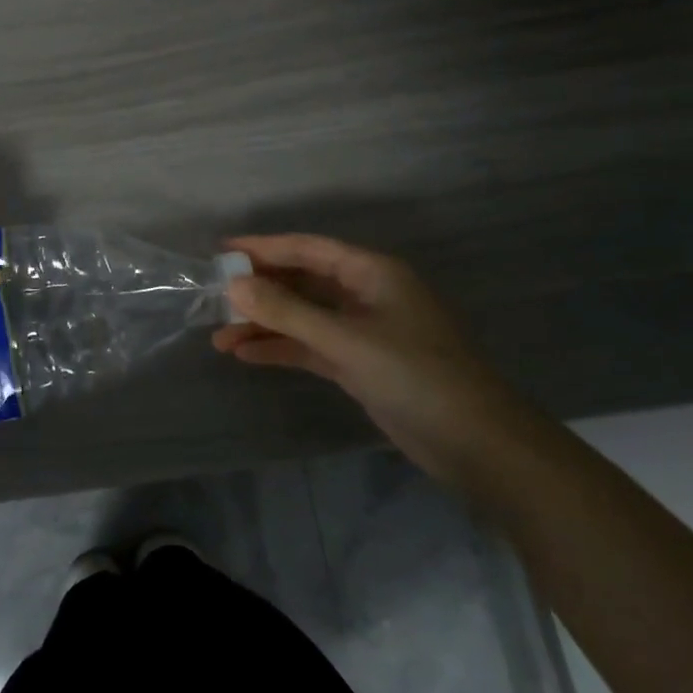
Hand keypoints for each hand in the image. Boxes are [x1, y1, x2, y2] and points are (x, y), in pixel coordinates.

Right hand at [213, 234, 530, 482]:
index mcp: (373, 273)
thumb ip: (287, 312)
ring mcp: (363, 332)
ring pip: (303, 318)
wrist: (478, 445)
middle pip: (302, 281)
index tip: (222, 253)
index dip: (264, 248)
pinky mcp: (360, 365)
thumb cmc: (416, 376)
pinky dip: (281, 349)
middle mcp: (366, 295)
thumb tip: (234, 285)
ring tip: (219, 336)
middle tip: (214, 297)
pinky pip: (311, 347)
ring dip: (264, 325)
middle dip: (259, 290)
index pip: (308, 249)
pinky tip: (246, 356)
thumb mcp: (346, 340)